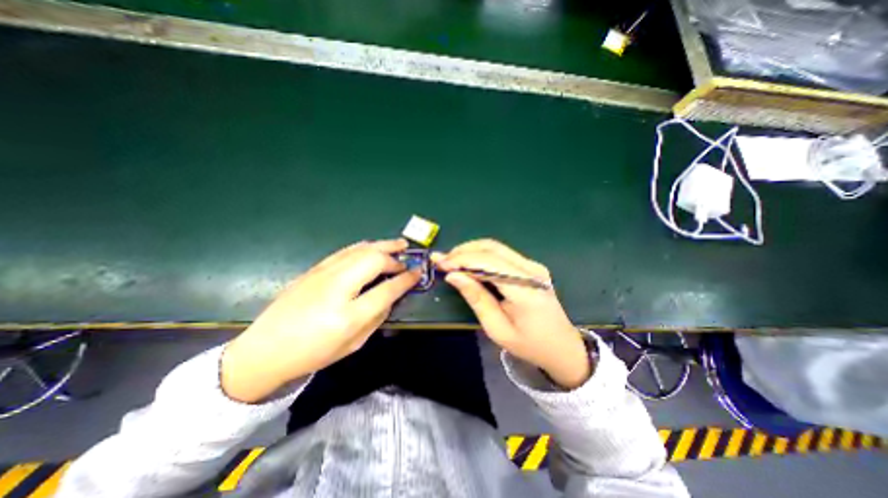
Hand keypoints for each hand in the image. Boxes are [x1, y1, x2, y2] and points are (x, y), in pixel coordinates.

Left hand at [221, 240, 418, 402]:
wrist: (265, 350)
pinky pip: (346, 251)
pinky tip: (373, 247)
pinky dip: (364, 247)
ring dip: (382, 245)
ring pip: (360, 250)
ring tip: (398, 244)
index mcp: (348, 315)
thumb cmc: (314, 352)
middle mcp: (336, 288)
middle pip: (374, 260)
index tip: (417, 274)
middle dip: (395, 257)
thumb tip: (392, 295)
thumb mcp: (354, 343)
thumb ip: (377, 317)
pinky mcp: (314, 269)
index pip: (387, 289)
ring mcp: (323, 274)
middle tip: (408, 256)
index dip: (406, 279)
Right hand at [430, 240, 588, 388]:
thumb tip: (453, 275)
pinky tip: (469, 264)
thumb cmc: (529, 345)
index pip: (489, 262)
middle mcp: (531, 270)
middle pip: (492, 248)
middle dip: (463, 251)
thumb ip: (476, 298)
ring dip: (471, 251)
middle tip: (442, 261)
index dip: (461, 259)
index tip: (440, 263)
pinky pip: (501, 254)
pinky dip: (481, 256)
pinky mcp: (530, 267)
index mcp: (525, 289)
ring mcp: (533, 266)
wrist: (562, 347)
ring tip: (451, 261)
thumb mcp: (497, 329)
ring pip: (495, 247)